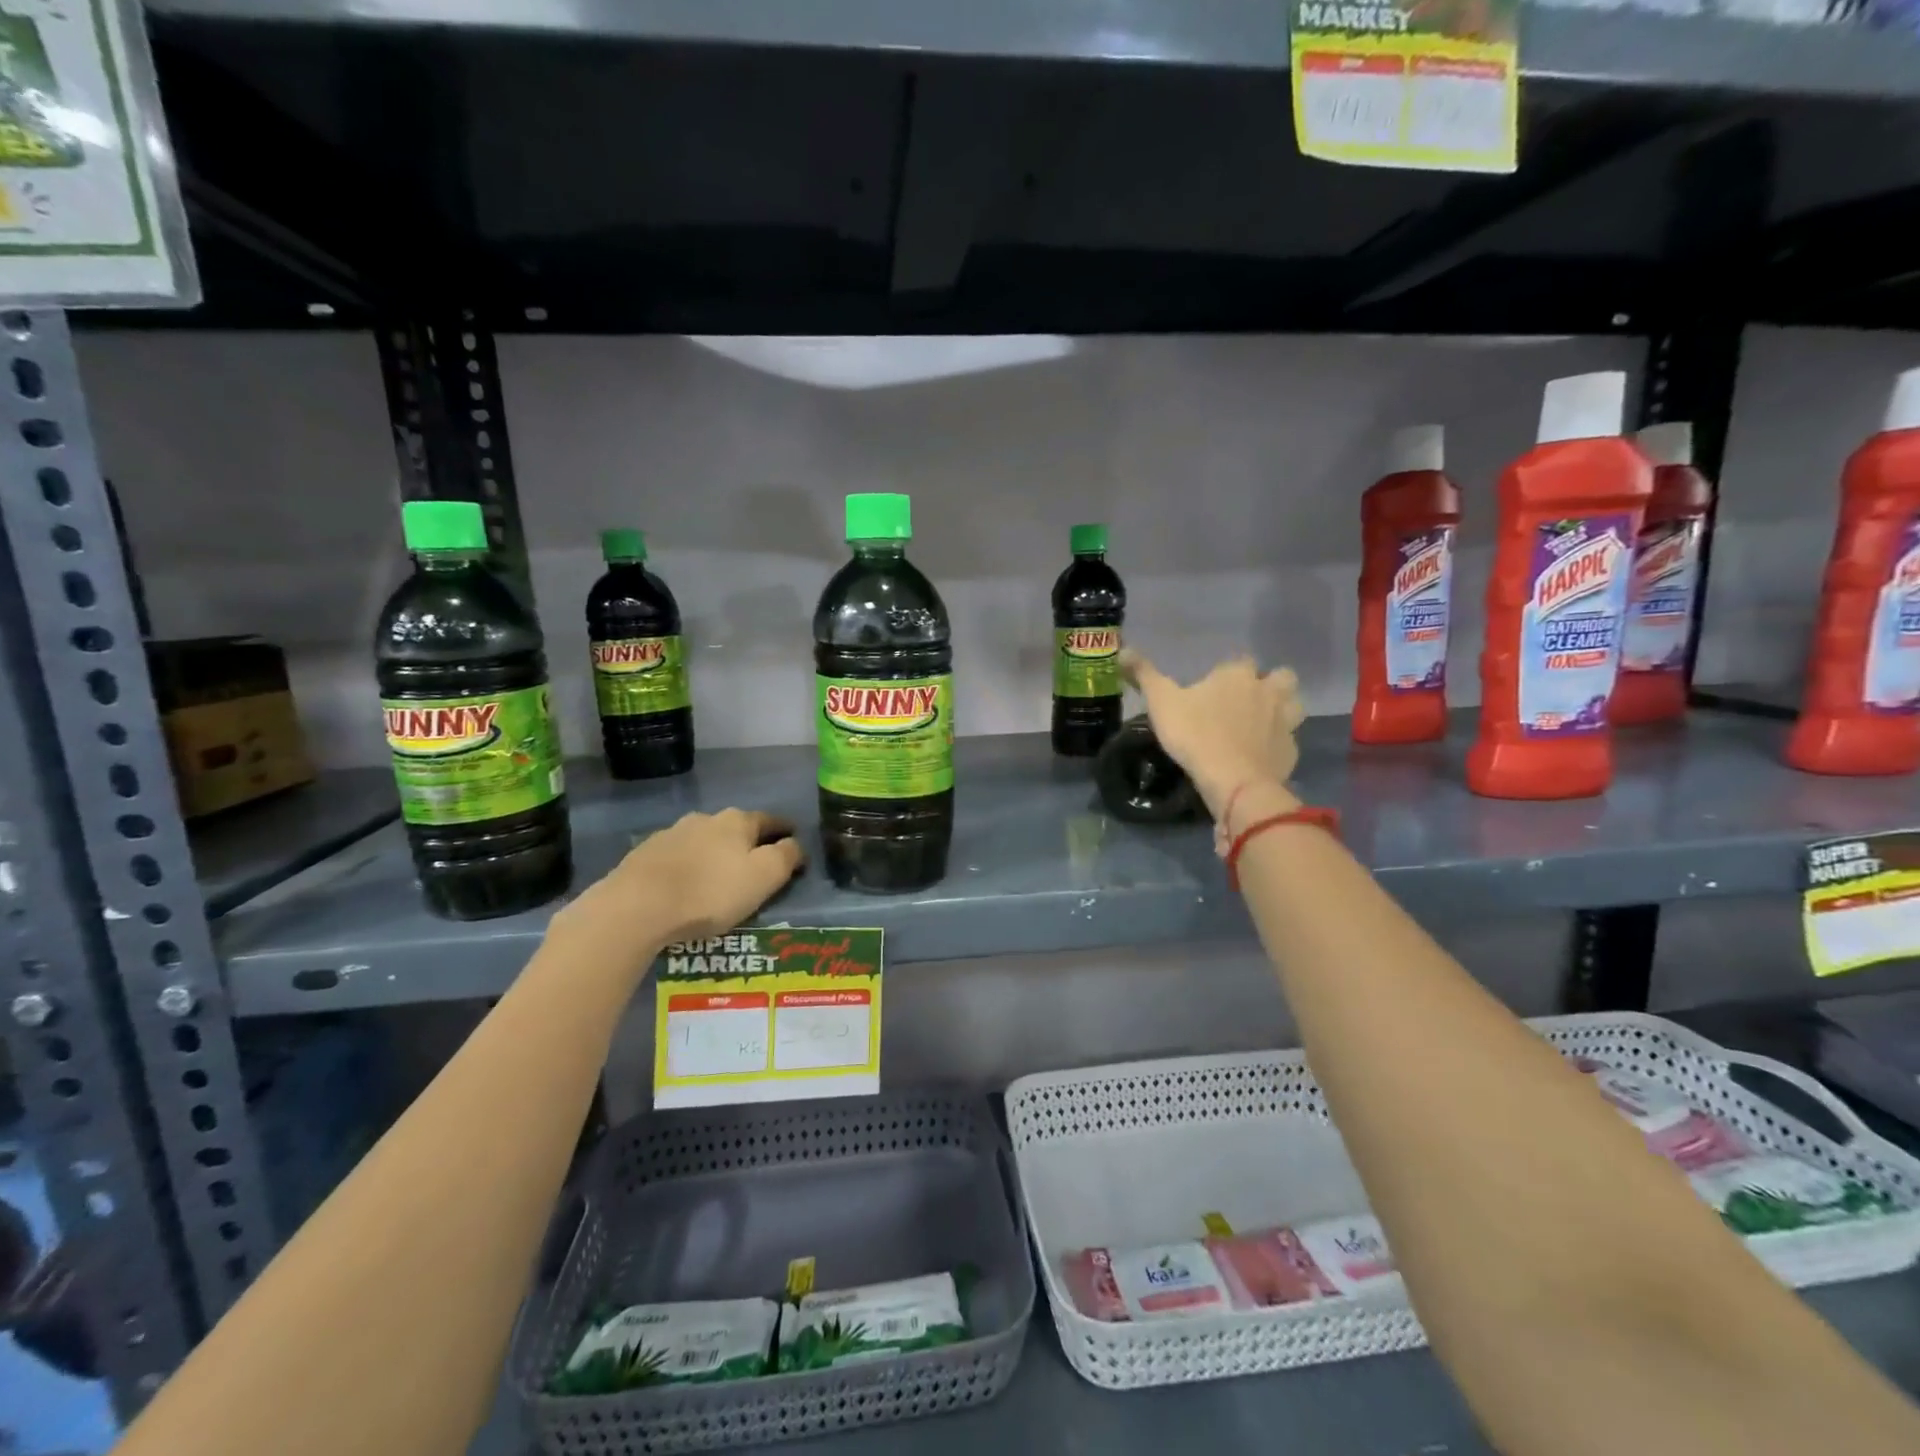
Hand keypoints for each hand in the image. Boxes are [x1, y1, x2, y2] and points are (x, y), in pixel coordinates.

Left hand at [553, 808, 804, 952]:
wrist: (636, 907)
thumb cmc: (710, 892)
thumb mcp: (764, 876)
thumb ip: (787, 856)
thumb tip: (796, 843)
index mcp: (737, 821)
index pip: (770, 821)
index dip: (786, 831)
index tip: (794, 841)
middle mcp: (705, 819)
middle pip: (735, 829)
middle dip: (748, 843)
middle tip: (756, 865)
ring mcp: (671, 834)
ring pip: (704, 841)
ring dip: (715, 854)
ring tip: (718, 878)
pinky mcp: (644, 855)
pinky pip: (678, 858)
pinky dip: (688, 867)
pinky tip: (686, 886)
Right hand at [1120, 650, 1305, 817]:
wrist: (1234, 781)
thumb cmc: (1195, 735)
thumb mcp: (1161, 703)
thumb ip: (1144, 675)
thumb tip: (1123, 649)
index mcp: (1237, 675)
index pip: (1239, 661)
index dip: (1228, 672)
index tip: (1213, 686)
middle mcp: (1267, 691)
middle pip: (1281, 676)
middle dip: (1269, 684)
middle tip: (1247, 700)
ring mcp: (1285, 722)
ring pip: (1294, 705)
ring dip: (1282, 709)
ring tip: (1262, 723)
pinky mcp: (1291, 751)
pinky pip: (1289, 740)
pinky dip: (1278, 744)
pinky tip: (1262, 754)